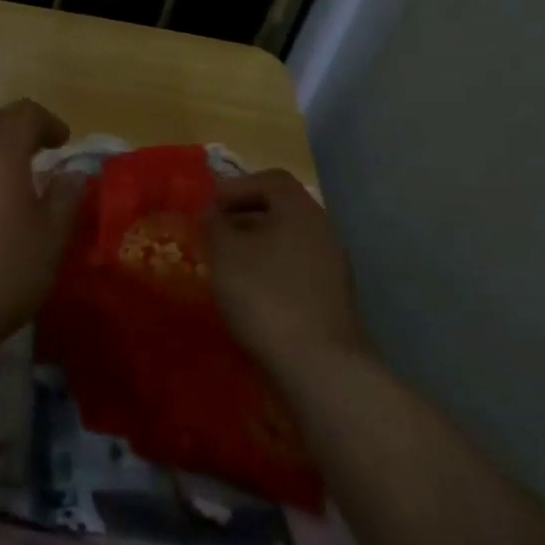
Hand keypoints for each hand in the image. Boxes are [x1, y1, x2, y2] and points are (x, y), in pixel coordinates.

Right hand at [207, 170, 370, 377]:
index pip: (271, 179)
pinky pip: (295, 270)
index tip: (211, 209)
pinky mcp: (331, 300)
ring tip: (227, 268)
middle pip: (281, 210)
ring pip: (288, 242)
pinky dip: (271, 273)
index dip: (237, 187)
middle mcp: (322, 231)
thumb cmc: (266, 295)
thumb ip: (214, 224)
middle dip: (244, 219)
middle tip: (214, 237)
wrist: (318, 366)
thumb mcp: (225, 252)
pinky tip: (250, 296)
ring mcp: (332, 267)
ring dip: (256, 248)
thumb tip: (213, 213)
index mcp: (300, 210)